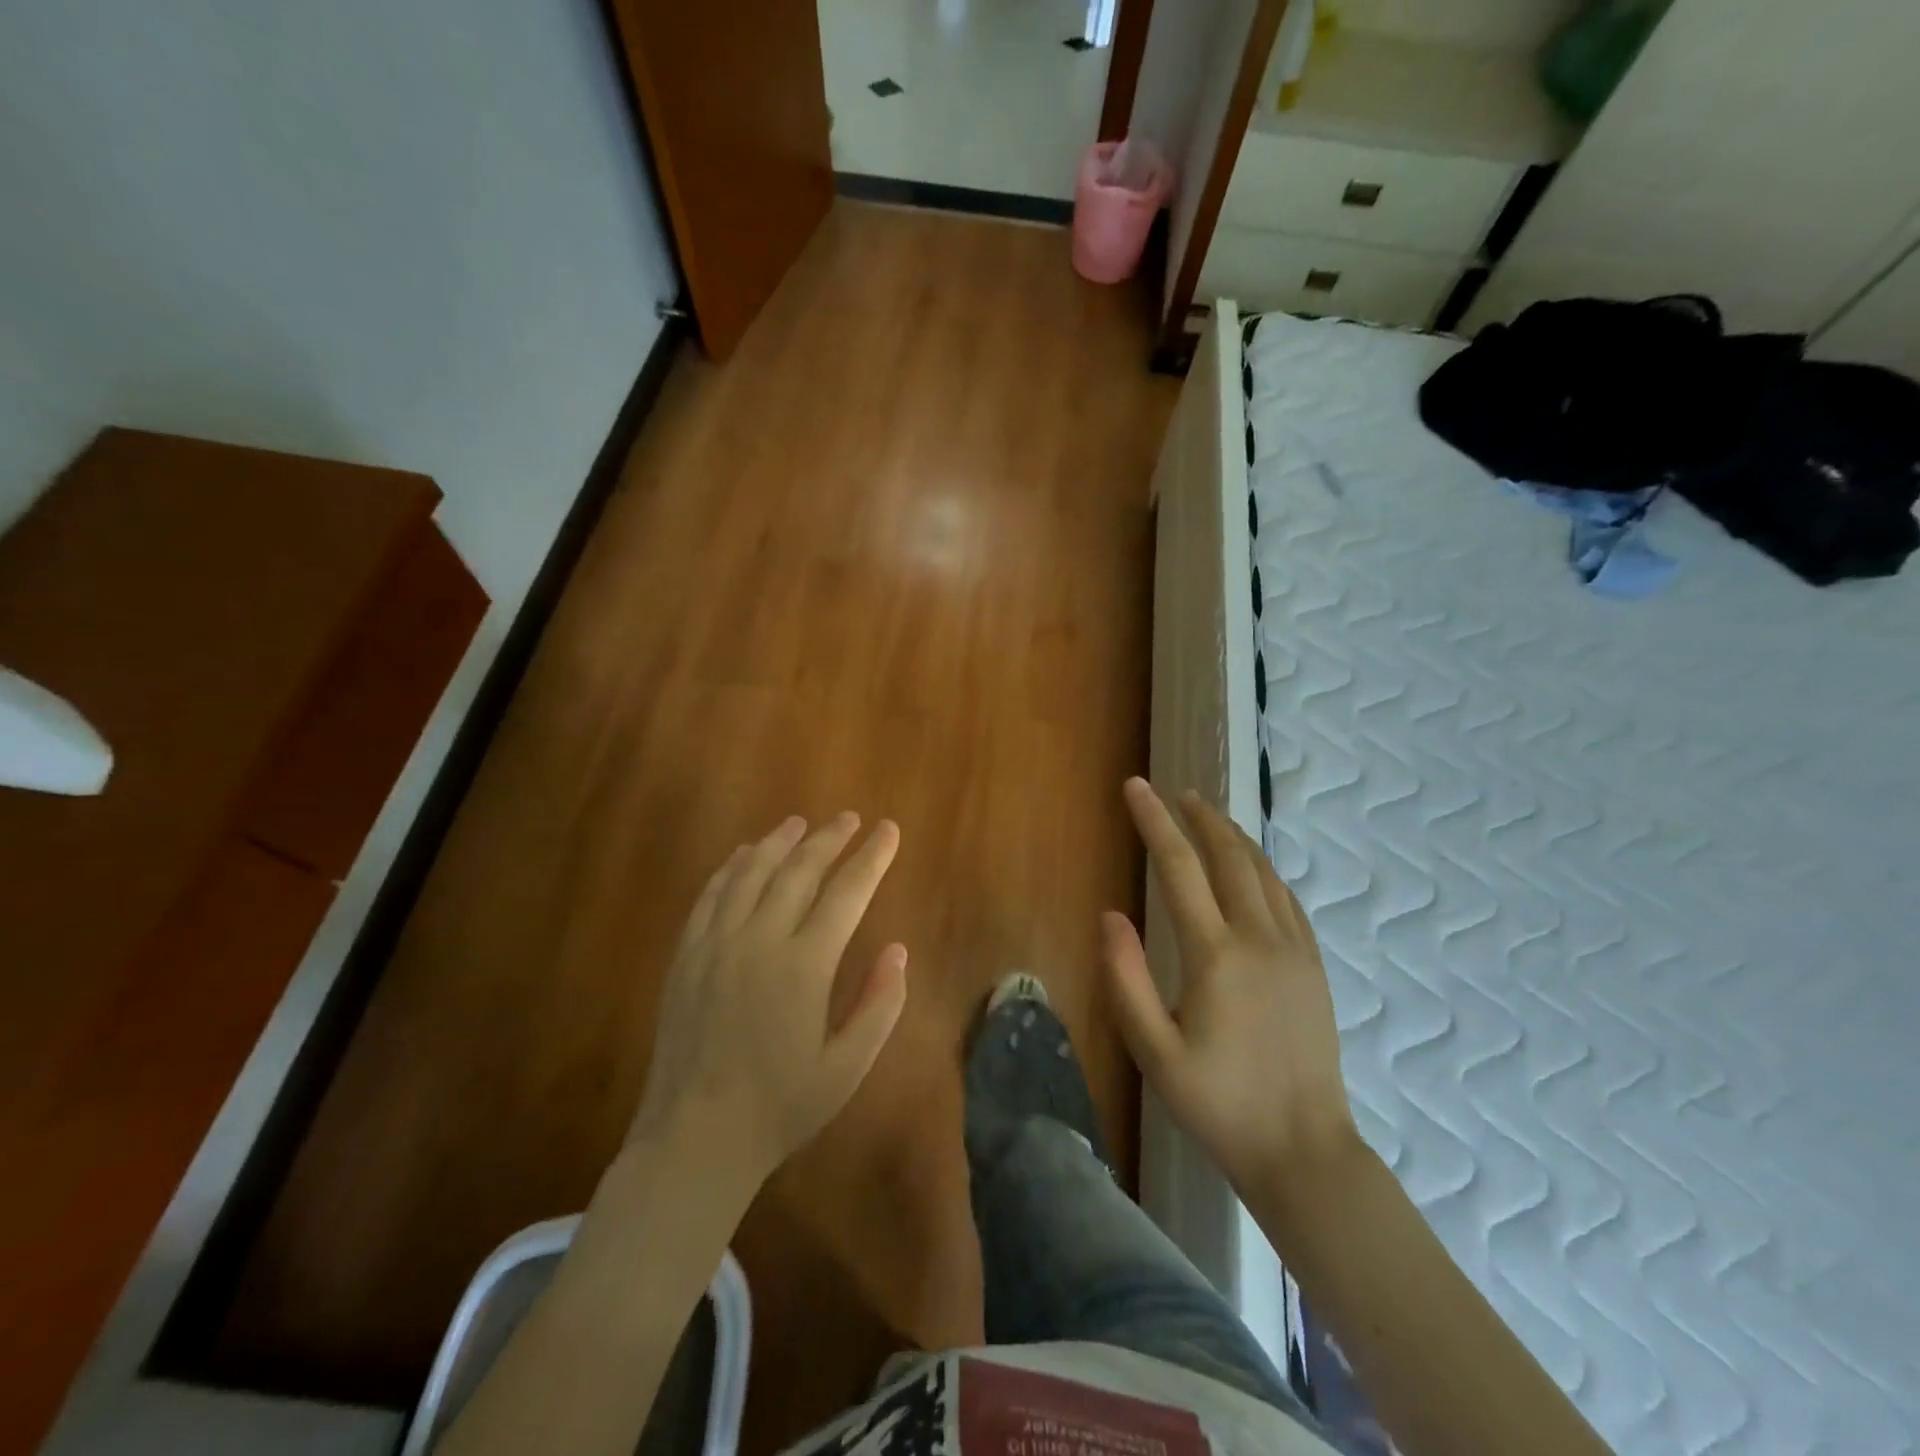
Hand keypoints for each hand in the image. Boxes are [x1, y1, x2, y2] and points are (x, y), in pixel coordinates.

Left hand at [628, 813, 907, 1186]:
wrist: (695, 1139)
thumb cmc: (781, 1107)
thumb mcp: (847, 1068)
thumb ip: (879, 1006)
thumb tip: (898, 950)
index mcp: (804, 966)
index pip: (847, 892)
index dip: (871, 857)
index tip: (888, 831)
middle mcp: (760, 941)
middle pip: (799, 871)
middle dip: (829, 839)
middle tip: (850, 818)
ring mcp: (717, 944)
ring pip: (752, 873)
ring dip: (779, 842)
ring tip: (800, 823)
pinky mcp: (687, 956)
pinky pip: (711, 895)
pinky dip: (732, 867)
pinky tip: (744, 854)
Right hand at [1103, 778, 1357, 1189]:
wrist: (1303, 1151)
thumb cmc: (1218, 1104)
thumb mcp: (1154, 1052)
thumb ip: (1126, 980)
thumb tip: (1110, 915)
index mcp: (1216, 955)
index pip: (1179, 868)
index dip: (1154, 822)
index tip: (1135, 787)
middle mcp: (1260, 938)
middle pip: (1228, 855)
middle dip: (1199, 816)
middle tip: (1175, 792)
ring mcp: (1294, 950)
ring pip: (1263, 871)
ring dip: (1232, 836)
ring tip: (1208, 816)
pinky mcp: (1314, 966)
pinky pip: (1287, 898)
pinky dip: (1263, 868)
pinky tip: (1252, 867)